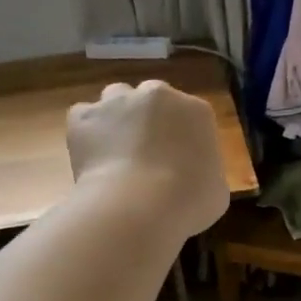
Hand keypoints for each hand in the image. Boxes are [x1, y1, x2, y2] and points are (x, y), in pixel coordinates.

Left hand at [67, 79, 229, 238]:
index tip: (178, 162)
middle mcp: (158, 94)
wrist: (140, 206)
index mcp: (197, 111)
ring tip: (116, 151)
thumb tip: (191, 178)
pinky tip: (93, 157)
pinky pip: (84, 117)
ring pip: (116, 100)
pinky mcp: (84, 117)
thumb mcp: (216, 191)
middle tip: (147, 155)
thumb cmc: (190, 201)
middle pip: (153, 100)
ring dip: (118, 118)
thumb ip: (205, 173)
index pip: (191, 116)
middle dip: (150, 121)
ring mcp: (118, 102)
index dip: (182, 138)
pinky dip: (87, 133)